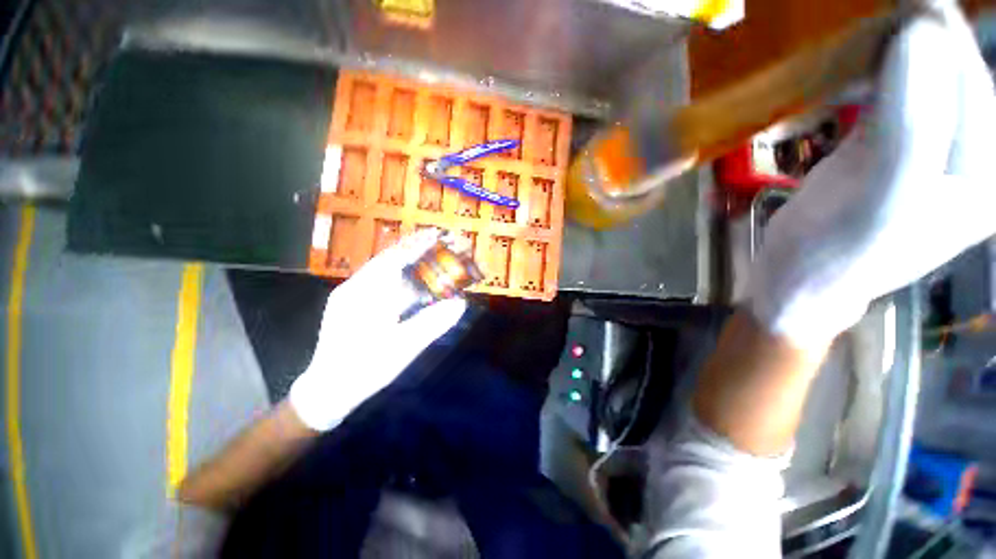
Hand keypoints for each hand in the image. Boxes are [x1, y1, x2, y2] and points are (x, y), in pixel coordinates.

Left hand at [289, 230, 467, 430]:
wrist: (327, 391)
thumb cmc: (365, 369)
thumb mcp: (403, 348)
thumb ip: (433, 323)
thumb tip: (460, 303)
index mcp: (364, 295)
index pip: (394, 260)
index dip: (416, 246)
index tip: (436, 234)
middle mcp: (354, 288)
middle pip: (388, 260)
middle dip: (413, 250)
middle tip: (437, 243)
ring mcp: (350, 296)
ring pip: (382, 271)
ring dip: (406, 263)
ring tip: (428, 258)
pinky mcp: (350, 305)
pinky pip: (378, 284)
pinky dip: (397, 279)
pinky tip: (410, 283)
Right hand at [749, 2, 995, 349]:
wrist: (795, 283)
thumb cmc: (832, 256)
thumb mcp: (879, 201)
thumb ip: (912, 124)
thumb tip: (919, 32)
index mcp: (983, 174)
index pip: (974, 82)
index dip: (940, 33)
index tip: (904, 0)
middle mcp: (967, 157)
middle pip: (953, 75)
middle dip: (920, 34)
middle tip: (880, 8)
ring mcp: (929, 152)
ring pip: (924, 81)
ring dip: (897, 48)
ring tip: (868, 22)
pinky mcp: (892, 151)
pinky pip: (895, 96)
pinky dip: (877, 71)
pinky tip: (858, 59)